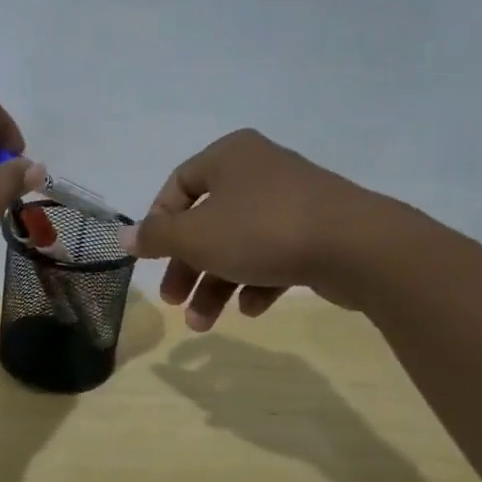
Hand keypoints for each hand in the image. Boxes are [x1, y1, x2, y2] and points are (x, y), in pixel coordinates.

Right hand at [121, 129, 408, 327]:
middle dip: (187, 268)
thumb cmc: (262, 231)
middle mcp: (259, 171)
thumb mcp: (196, 236)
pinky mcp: (318, 231)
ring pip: (238, 244)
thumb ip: (156, 237)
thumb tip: (123, 237)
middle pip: (207, 222)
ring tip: (204, 324)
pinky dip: (256, 282)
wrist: (358, 247)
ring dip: (216, 285)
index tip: (152, 258)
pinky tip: (252, 309)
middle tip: (173, 301)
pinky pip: (274, 255)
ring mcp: (292, 201)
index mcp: (229, 157)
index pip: (178, 185)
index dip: (159, 224)